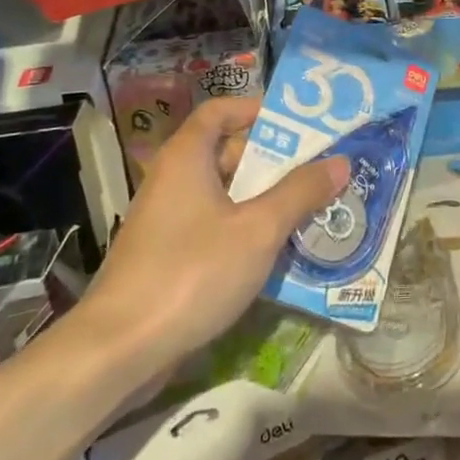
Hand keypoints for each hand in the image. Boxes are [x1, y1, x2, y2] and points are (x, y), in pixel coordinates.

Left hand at [83, 96, 348, 371]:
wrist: (119, 350)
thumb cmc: (191, 273)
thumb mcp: (258, 230)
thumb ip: (300, 193)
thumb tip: (340, 161)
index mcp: (187, 157)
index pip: (219, 111)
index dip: (255, 110)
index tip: (296, 123)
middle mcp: (172, 180)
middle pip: (225, 152)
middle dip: (272, 160)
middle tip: (317, 169)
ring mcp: (166, 221)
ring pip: (223, 195)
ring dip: (263, 199)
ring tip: (309, 208)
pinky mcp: (166, 257)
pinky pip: (213, 227)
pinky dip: (243, 230)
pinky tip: (276, 252)